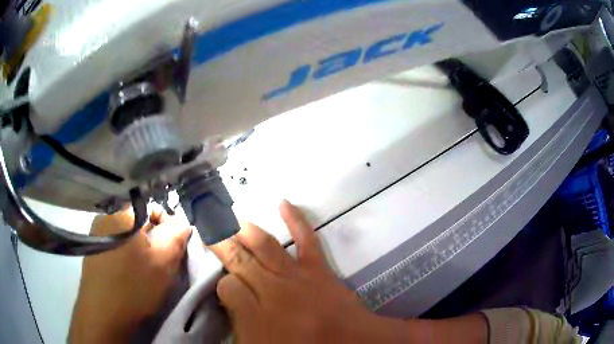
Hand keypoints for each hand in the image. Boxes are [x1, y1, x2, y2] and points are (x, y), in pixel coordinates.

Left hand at [69, 207, 191, 343]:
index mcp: (123, 213)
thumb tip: (181, 223)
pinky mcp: (93, 249)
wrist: (103, 314)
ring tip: (143, 271)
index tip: (171, 251)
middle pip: (140, 222)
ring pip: (128, 234)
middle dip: (153, 240)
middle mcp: (106, 216)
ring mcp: (96, 232)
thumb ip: (176, 235)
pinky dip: (126, 255)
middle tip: (158, 264)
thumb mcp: (164, 261)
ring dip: (140, 249)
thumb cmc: (134, 286)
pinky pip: (116, 244)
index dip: (167, 229)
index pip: (154, 209)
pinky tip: (128, 273)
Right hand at [209, 201, 411, 342]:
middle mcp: (271, 288)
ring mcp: (296, 274)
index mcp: (256, 313)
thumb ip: (240, 323)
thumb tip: (229, 298)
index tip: (222, 284)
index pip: (226, 286)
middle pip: (238, 258)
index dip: (220, 283)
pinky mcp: (318, 267)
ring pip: (263, 244)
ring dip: (243, 230)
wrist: (349, 341)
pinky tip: (284, 203)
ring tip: (228, 218)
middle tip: (206, 226)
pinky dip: (295, 218)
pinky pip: (306, 238)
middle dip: (220, 242)